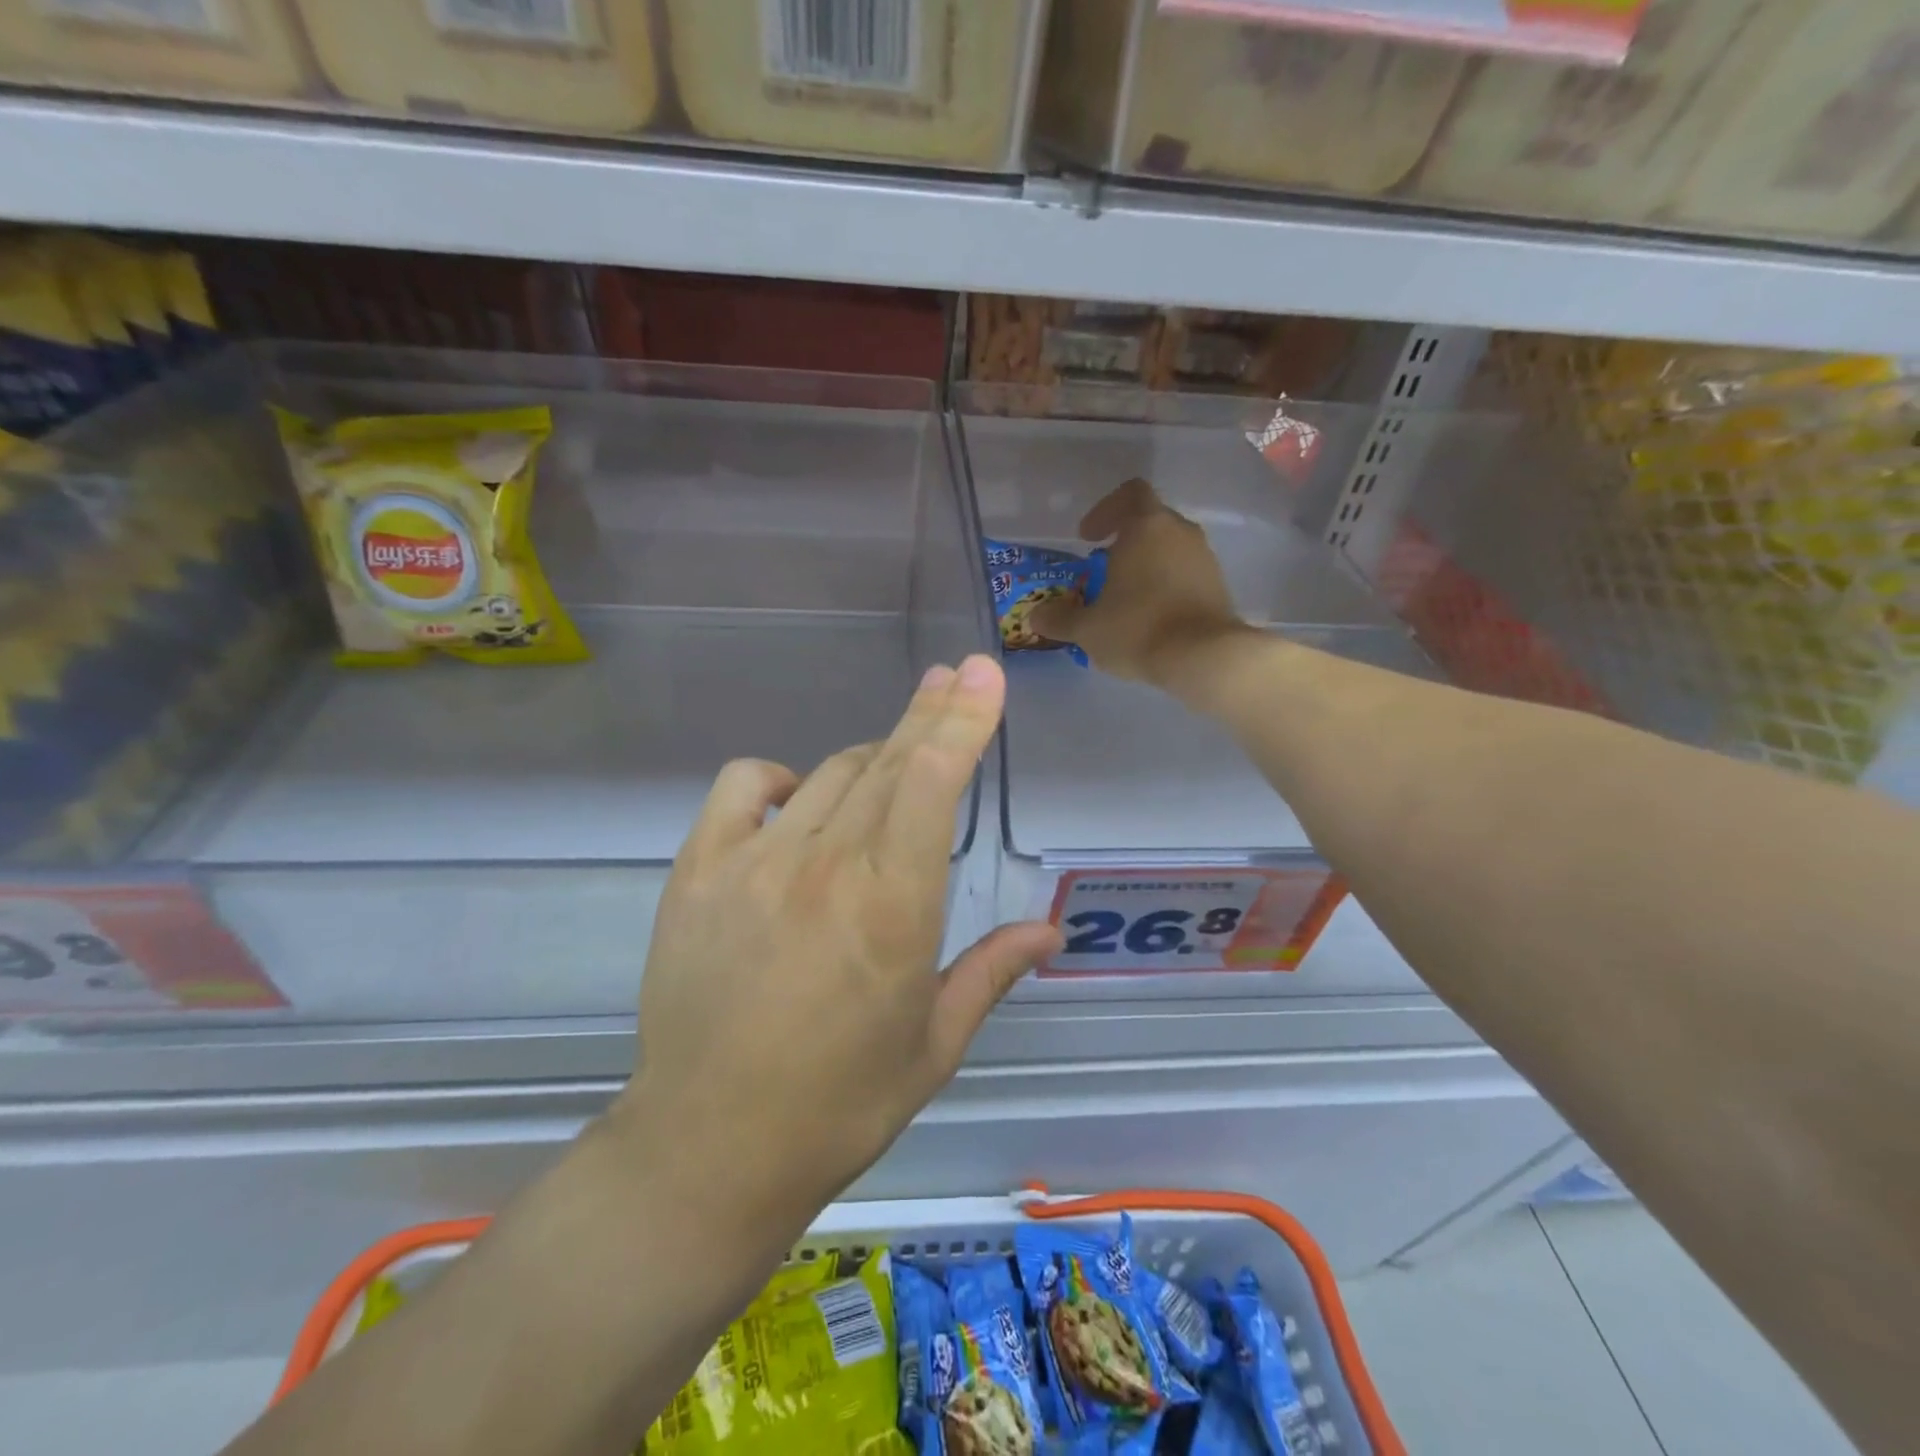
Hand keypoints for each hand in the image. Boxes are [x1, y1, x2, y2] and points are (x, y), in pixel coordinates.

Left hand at [615, 654, 1061, 1241]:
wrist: (708, 1146)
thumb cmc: (839, 1104)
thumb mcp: (933, 1045)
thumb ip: (991, 972)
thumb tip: (1048, 929)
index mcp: (893, 907)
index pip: (933, 783)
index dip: (962, 719)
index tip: (982, 674)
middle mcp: (827, 867)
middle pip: (887, 761)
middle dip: (930, 714)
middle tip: (954, 677)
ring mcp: (755, 862)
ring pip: (828, 773)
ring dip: (871, 760)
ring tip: (892, 768)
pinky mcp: (698, 871)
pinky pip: (744, 785)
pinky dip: (778, 780)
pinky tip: (794, 802)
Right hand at [1026, 478, 1247, 683]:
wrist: (1204, 657)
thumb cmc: (1138, 629)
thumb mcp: (1087, 629)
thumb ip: (1059, 619)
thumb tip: (1036, 616)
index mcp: (1146, 526)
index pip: (1129, 494)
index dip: (1105, 511)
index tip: (1087, 539)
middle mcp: (1180, 532)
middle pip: (1150, 522)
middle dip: (1124, 543)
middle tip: (1102, 572)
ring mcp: (1204, 557)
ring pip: (1169, 549)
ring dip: (1146, 566)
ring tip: (1125, 599)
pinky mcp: (1218, 585)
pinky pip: (1185, 574)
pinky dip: (1166, 586)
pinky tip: (1151, 617)